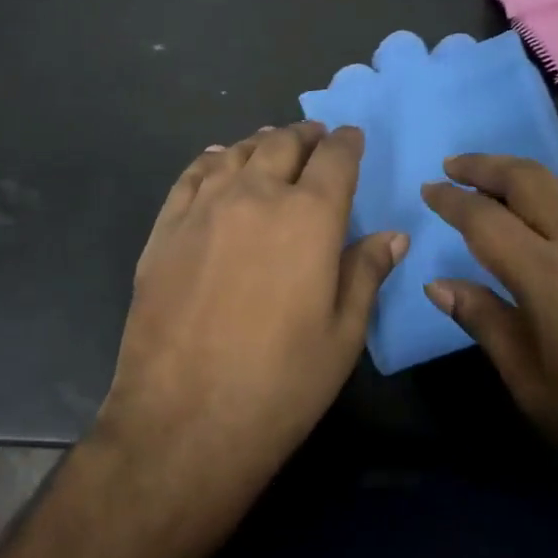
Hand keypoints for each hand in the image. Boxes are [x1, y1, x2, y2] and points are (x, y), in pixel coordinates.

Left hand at [96, 123, 404, 522]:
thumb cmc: (280, 384)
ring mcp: (204, 209)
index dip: (346, 143)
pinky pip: (191, 176)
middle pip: (283, 145)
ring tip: (271, 144)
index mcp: (309, 217)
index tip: (351, 136)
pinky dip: (211, 161)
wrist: (183, 420)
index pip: (335, 159)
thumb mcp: (343, 335)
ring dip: (260, 143)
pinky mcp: (165, 229)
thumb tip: (392, 235)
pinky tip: (217, 161)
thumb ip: (366, 273)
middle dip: (305, 136)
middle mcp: (256, 196)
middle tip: (314, 137)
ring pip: (237, 154)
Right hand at [421, 154, 557, 535]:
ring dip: (525, 172)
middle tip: (454, 167)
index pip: (486, 219)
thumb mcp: (532, 387)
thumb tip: (438, 284)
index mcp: (549, 278)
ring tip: (497, 180)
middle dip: (486, 165)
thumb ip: (484, 323)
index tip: (427, 190)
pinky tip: (551, 216)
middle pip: (530, 180)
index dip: (452, 200)